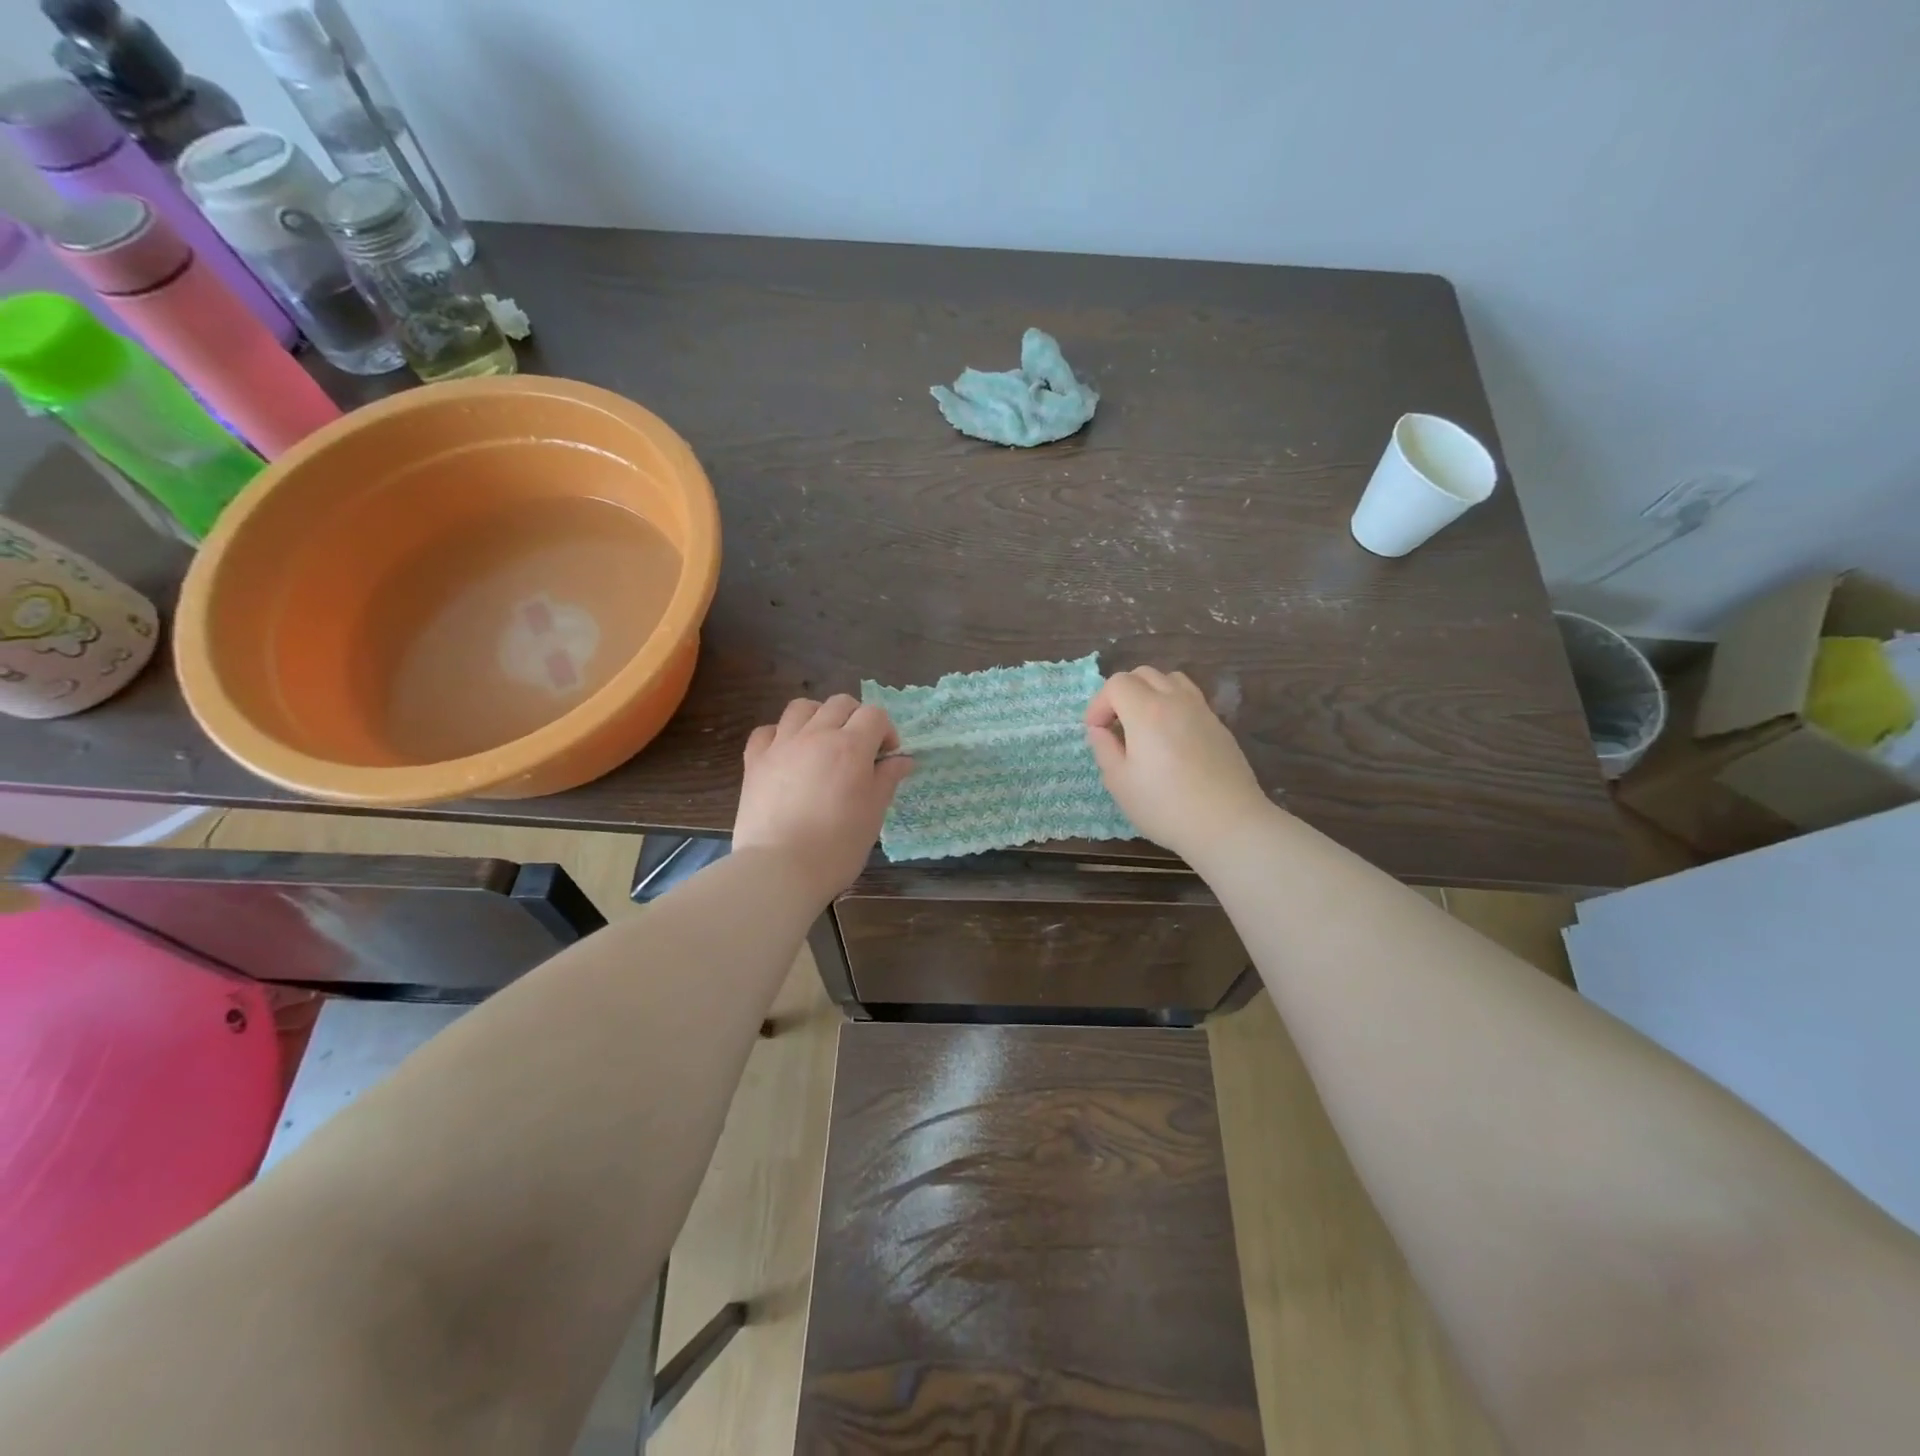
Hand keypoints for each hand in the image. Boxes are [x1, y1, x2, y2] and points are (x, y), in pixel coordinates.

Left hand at [734, 695, 913, 899]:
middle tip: (859, 749)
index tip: (886, 757)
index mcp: (850, 747)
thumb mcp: (873, 813)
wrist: (779, 869)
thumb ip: (887, 779)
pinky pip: (767, 731)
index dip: (886, 731)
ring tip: (822, 743)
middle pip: (840, 704)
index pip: (875, 715)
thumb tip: (902, 759)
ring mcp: (781, 745)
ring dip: (818, 717)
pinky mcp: (754, 761)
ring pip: (802, 707)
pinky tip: (788, 754)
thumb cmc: (837, 846)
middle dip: (856, 719)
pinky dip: (781, 734)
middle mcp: (816, 735)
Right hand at [1085, 667, 1269, 861]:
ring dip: (1150, 693)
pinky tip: (1170, 738)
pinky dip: (1172, 705)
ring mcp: (1202, 711)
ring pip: (1171, 680)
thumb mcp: (1120, 783)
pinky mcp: (1219, 726)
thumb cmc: (1165, 807)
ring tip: (1143, 724)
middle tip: (1115, 725)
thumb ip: (1104, 749)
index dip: (1099, 703)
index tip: (1096, 731)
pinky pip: (1190, 699)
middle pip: (1143, 674)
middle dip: (1122, 693)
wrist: (1228, 824)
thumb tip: (1100, 730)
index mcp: (1147, 711)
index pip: (1117, 683)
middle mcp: (1176, 701)